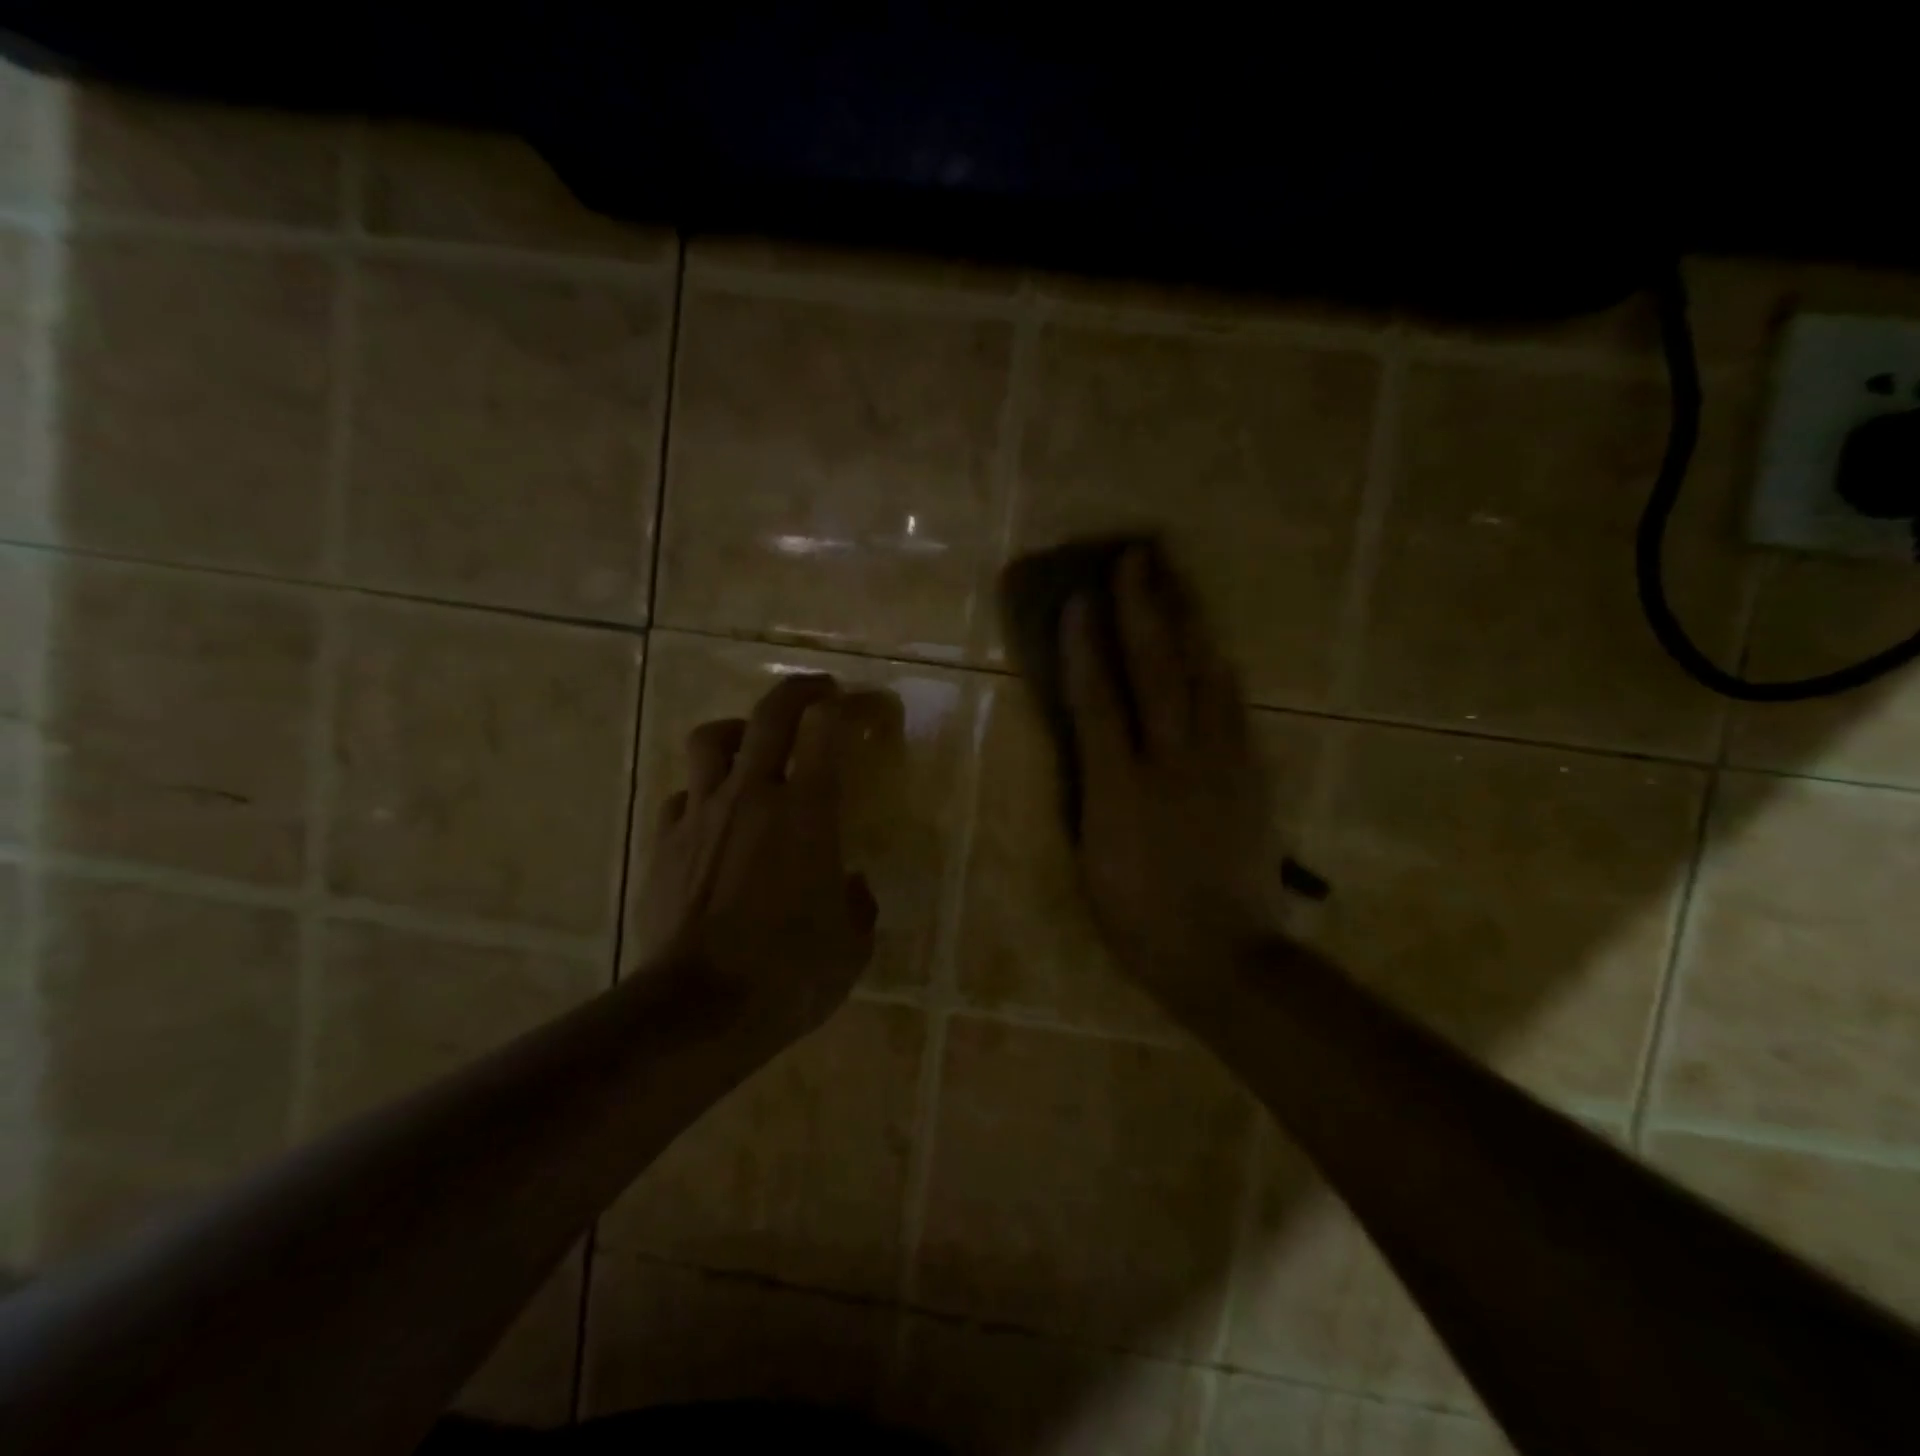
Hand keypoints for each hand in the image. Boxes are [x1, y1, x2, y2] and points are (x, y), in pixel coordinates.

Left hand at [633, 674, 878, 1046]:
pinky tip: (714, 818)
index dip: (853, 707)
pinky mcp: (665, 842)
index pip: (828, 728)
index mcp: (807, 811)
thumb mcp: (851, 945)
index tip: (870, 707)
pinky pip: (683, 795)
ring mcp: (702, 814)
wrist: (697, 1010)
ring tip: (754, 746)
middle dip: (800, 692)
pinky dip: (704, 792)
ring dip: (740, 731)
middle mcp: (752, 796)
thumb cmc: (789, 975)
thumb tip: (849, 886)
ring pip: (712, 739)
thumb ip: (857, 904)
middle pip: (770, 714)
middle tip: (820, 693)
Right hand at [1062, 548, 1281, 1002]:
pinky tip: (1213, 646)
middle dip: (1141, 608)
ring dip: (1187, 622)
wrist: (1226, 957)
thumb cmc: (1139, 920)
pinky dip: (1218, 669)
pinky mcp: (1251, 775)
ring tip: (1177, 579)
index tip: (1077, 601)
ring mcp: (1220, 764)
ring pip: (1204, 676)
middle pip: (1156, 670)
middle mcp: (1172, 762)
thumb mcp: (1090, 862)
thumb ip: (1089, 794)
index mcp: (1120, 789)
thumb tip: (1090, 746)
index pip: (1097, 701)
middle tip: (1135, 557)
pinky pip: (1234, 707)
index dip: (1084, 647)